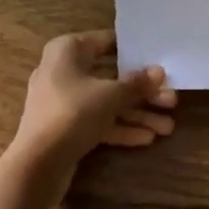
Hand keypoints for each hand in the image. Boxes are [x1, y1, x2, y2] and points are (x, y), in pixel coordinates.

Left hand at [10, 30, 177, 197]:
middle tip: (172, 99)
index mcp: (67, 50)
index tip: (158, 57)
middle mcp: (64, 70)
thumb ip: (136, 84)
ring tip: (168, 126)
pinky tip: (148, 138)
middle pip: (111, 76)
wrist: (36, 166)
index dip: (133, 50)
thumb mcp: (109, 96)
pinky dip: (120, 128)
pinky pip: (98, 122)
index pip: (106, 41)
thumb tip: (159, 72)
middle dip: (141, 91)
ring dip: (136, 113)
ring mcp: (63, 101)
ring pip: (106, 102)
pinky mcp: (66, 128)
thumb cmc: (72, 113)